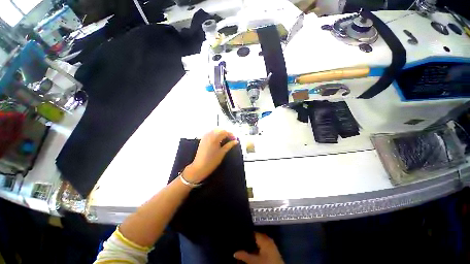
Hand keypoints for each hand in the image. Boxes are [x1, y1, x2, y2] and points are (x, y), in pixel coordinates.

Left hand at [184, 129, 237, 183]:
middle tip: (231, 139)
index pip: (225, 132)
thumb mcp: (222, 153)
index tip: (235, 139)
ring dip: (221, 132)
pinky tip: (219, 139)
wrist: (199, 167)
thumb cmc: (212, 161)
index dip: (231, 134)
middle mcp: (209, 135)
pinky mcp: (203, 139)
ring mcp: (205, 136)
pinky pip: (210, 132)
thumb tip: (236, 141)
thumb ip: (229, 145)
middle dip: (226, 133)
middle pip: (220, 129)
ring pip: (215, 130)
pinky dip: (216, 134)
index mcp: (215, 138)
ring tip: (226, 139)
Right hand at [234, 233, 283, 263]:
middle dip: (249, 240)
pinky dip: (258, 248)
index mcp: (264, 239)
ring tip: (246, 247)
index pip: (253, 232)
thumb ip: (244, 255)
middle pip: (256, 237)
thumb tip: (234, 252)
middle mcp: (268, 239)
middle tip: (241, 242)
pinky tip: (253, 252)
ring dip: (253, 245)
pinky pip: (264, 246)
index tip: (239, 236)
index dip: (246, 234)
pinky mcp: (273, 251)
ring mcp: (271, 245)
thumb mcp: (254, 261)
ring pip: (260, 242)